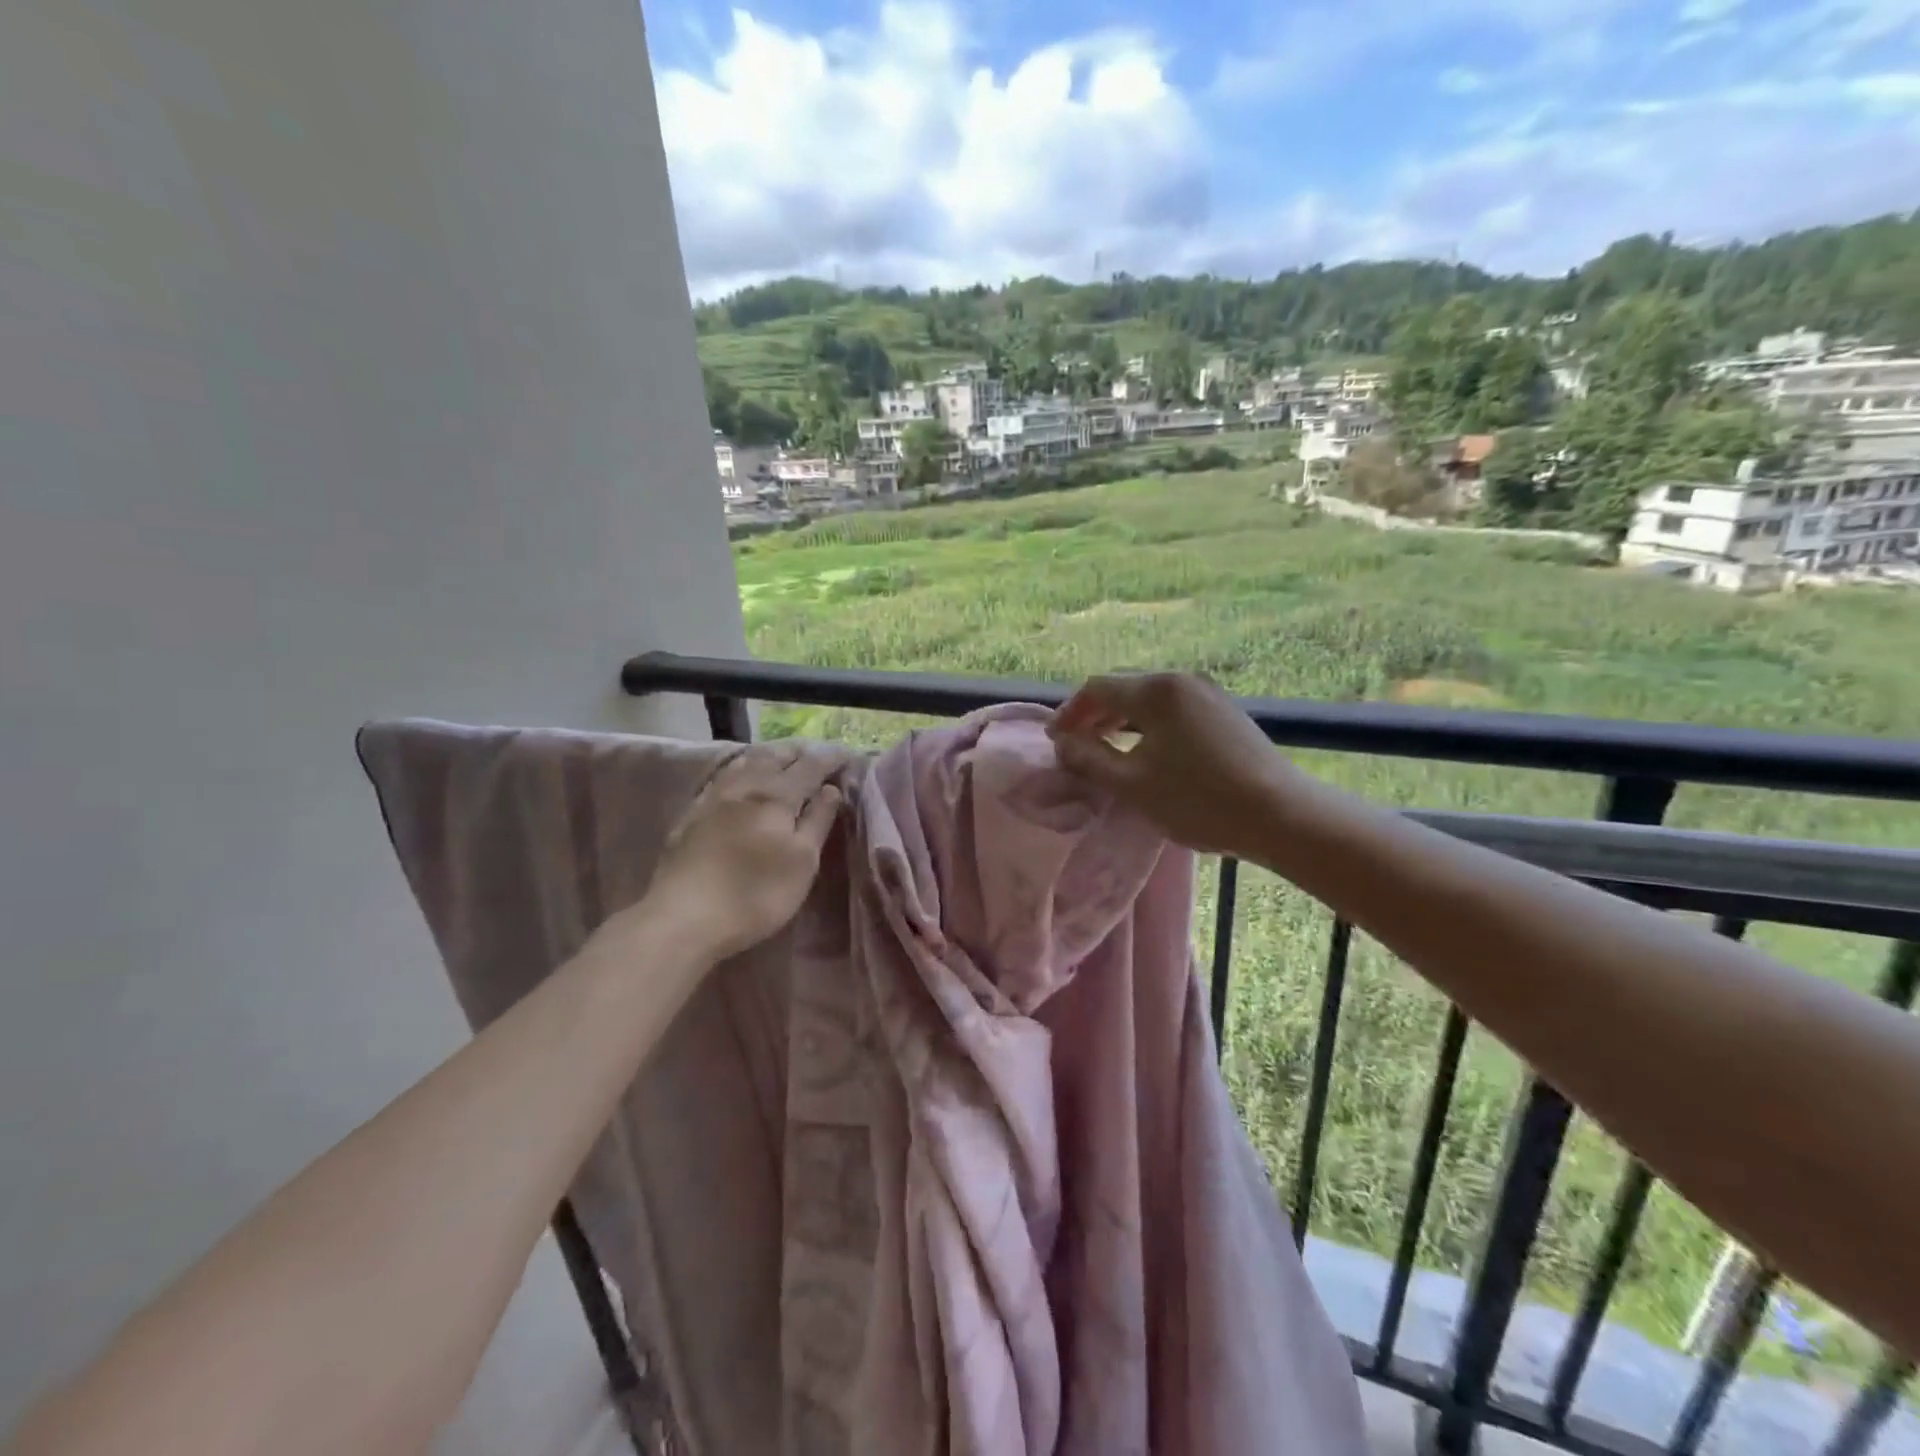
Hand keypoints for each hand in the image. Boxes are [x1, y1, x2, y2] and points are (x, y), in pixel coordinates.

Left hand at [642, 743, 846, 961]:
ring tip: (784, 758)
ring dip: (771, 755)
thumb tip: (831, 789)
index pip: (811, 765)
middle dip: (801, 752)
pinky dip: (743, 767)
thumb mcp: (802, 862)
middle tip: (819, 755)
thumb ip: (818, 821)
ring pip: (747, 760)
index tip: (848, 755)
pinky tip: (743, 775)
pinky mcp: (692, 813)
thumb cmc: (755, 894)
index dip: (831, 758)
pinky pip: (724, 775)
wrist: (683, 918)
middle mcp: (745, 785)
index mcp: (777, 795)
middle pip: (776, 755)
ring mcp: (714, 797)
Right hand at [1047, 672, 1301, 856]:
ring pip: (1149, 699)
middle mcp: (1181, 680)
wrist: (1280, 815)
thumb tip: (1064, 744)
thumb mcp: (1133, 784)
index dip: (1069, 712)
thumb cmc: (1198, 799)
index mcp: (1155, 690)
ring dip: (1120, 720)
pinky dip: (1147, 725)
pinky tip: (1145, 751)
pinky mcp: (1225, 712)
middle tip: (1075, 744)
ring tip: (1104, 749)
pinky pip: (1172, 709)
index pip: (1097, 689)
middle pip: (1123, 689)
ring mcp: (1208, 694)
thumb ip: (1090, 759)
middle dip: (1093, 714)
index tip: (1054, 740)